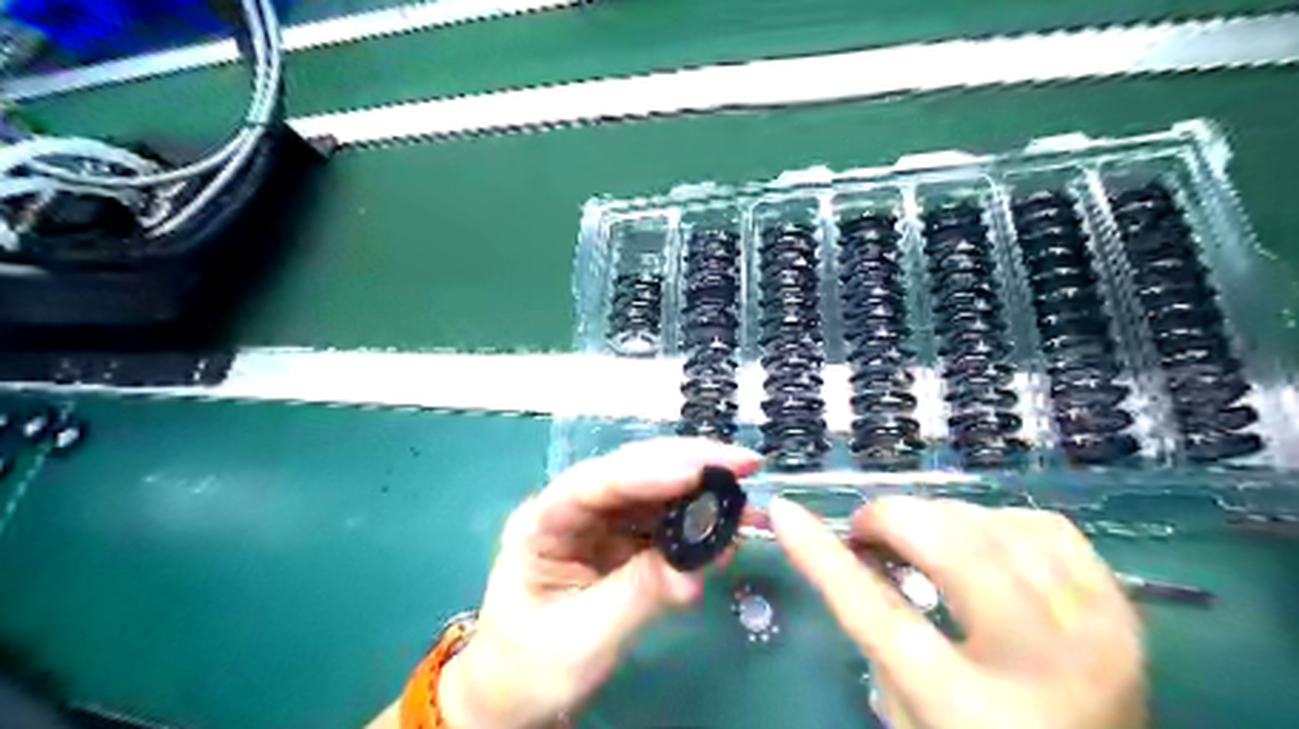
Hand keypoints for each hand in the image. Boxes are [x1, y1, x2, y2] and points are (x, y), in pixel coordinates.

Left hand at [442, 440, 763, 728]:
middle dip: (688, 464)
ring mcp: (600, 522)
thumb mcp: (582, 637)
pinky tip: (726, 528)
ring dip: (700, 490)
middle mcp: (573, 509)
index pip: (593, 485)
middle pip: (631, 472)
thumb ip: (637, 595)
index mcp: (542, 523)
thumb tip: (695, 570)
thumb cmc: (531, 666)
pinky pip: (664, 520)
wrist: (516, 690)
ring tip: (745, 497)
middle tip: (743, 463)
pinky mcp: (622, 539)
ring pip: (654, 490)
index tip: (696, 472)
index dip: (646, 473)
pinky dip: (697, 521)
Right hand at [769, 495, 1143, 728]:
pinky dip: (995, 521)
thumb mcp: (906, 710)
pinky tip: (979, 542)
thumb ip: (875, 626)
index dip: (822, 555)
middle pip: (951, 549)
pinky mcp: (1122, 611)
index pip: (877, 614)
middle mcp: (1039, 668)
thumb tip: (849, 547)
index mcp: (968, 713)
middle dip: (891, 518)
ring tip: (920, 539)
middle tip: (867, 531)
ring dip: (939, 518)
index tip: (785, 511)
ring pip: (995, 524)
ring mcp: (1094, 633)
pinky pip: (1044, 526)